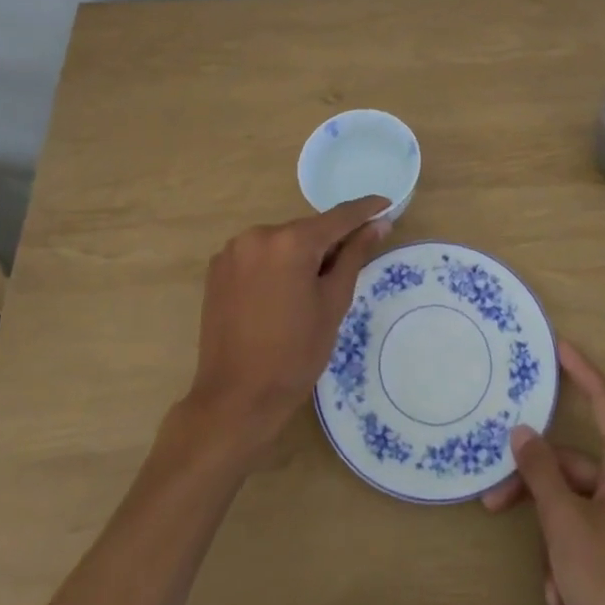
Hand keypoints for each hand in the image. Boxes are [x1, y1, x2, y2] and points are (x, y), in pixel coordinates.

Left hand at [185, 197, 390, 449]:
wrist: (236, 399)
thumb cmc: (295, 354)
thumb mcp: (333, 303)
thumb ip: (354, 256)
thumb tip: (379, 224)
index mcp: (290, 241)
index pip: (338, 216)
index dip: (366, 210)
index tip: (387, 205)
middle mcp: (258, 234)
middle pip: (307, 229)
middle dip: (330, 242)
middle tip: (350, 265)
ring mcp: (233, 250)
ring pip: (282, 242)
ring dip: (301, 254)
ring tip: (311, 289)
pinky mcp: (218, 268)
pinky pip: (258, 255)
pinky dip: (275, 264)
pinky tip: (281, 294)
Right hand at [483, 340, 604, 604]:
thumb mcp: (566, 525)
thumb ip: (541, 474)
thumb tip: (522, 431)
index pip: (603, 401)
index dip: (580, 371)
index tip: (557, 346)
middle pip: (575, 467)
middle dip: (536, 486)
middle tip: (494, 501)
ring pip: (577, 508)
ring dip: (552, 536)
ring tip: (546, 578)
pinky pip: (588, 539)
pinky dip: (569, 560)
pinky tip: (562, 598)